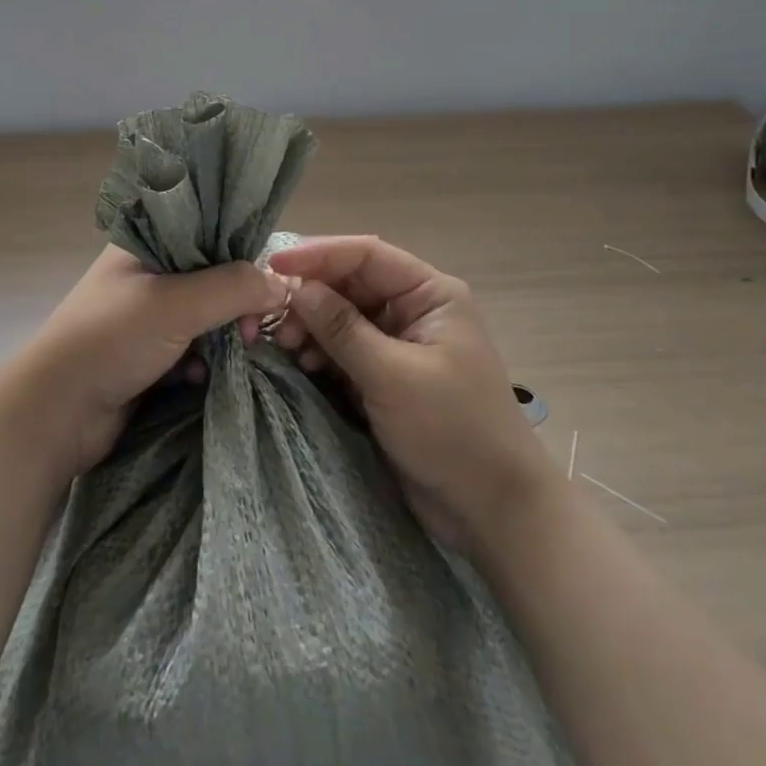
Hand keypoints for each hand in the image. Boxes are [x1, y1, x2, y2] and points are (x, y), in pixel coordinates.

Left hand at [1, 245, 289, 478]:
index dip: (241, 257)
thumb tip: (281, 286)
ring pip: (207, 318)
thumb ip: (232, 288)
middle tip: (252, 333)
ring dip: (225, 340)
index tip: (265, 288)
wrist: (55, 414)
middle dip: (237, 307)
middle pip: (213, 279)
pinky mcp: (149, 356)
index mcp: (147, 244)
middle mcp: (148, 274)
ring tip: (236, 357)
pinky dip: (206, 364)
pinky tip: (204, 379)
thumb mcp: (176, 304)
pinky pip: (194, 351)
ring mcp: (147, 318)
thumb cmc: (110, 340)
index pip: (209, 233)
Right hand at [265, 236, 550, 557]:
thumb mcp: (392, 376)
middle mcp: (412, 309)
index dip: (318, 255)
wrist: (492, 511)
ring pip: (342, 318)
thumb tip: (297, 287)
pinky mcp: (385, 377)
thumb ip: (342, 328)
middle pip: (350, 284)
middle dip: (310, 297)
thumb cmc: (452, 431)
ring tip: (284, 346)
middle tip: (273, 320)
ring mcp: (398, 344)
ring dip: (311, 327)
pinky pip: (343, 351)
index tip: (272, 266)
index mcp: (429, 294)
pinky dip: (320, 354)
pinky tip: (301, 365)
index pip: (366, 255)